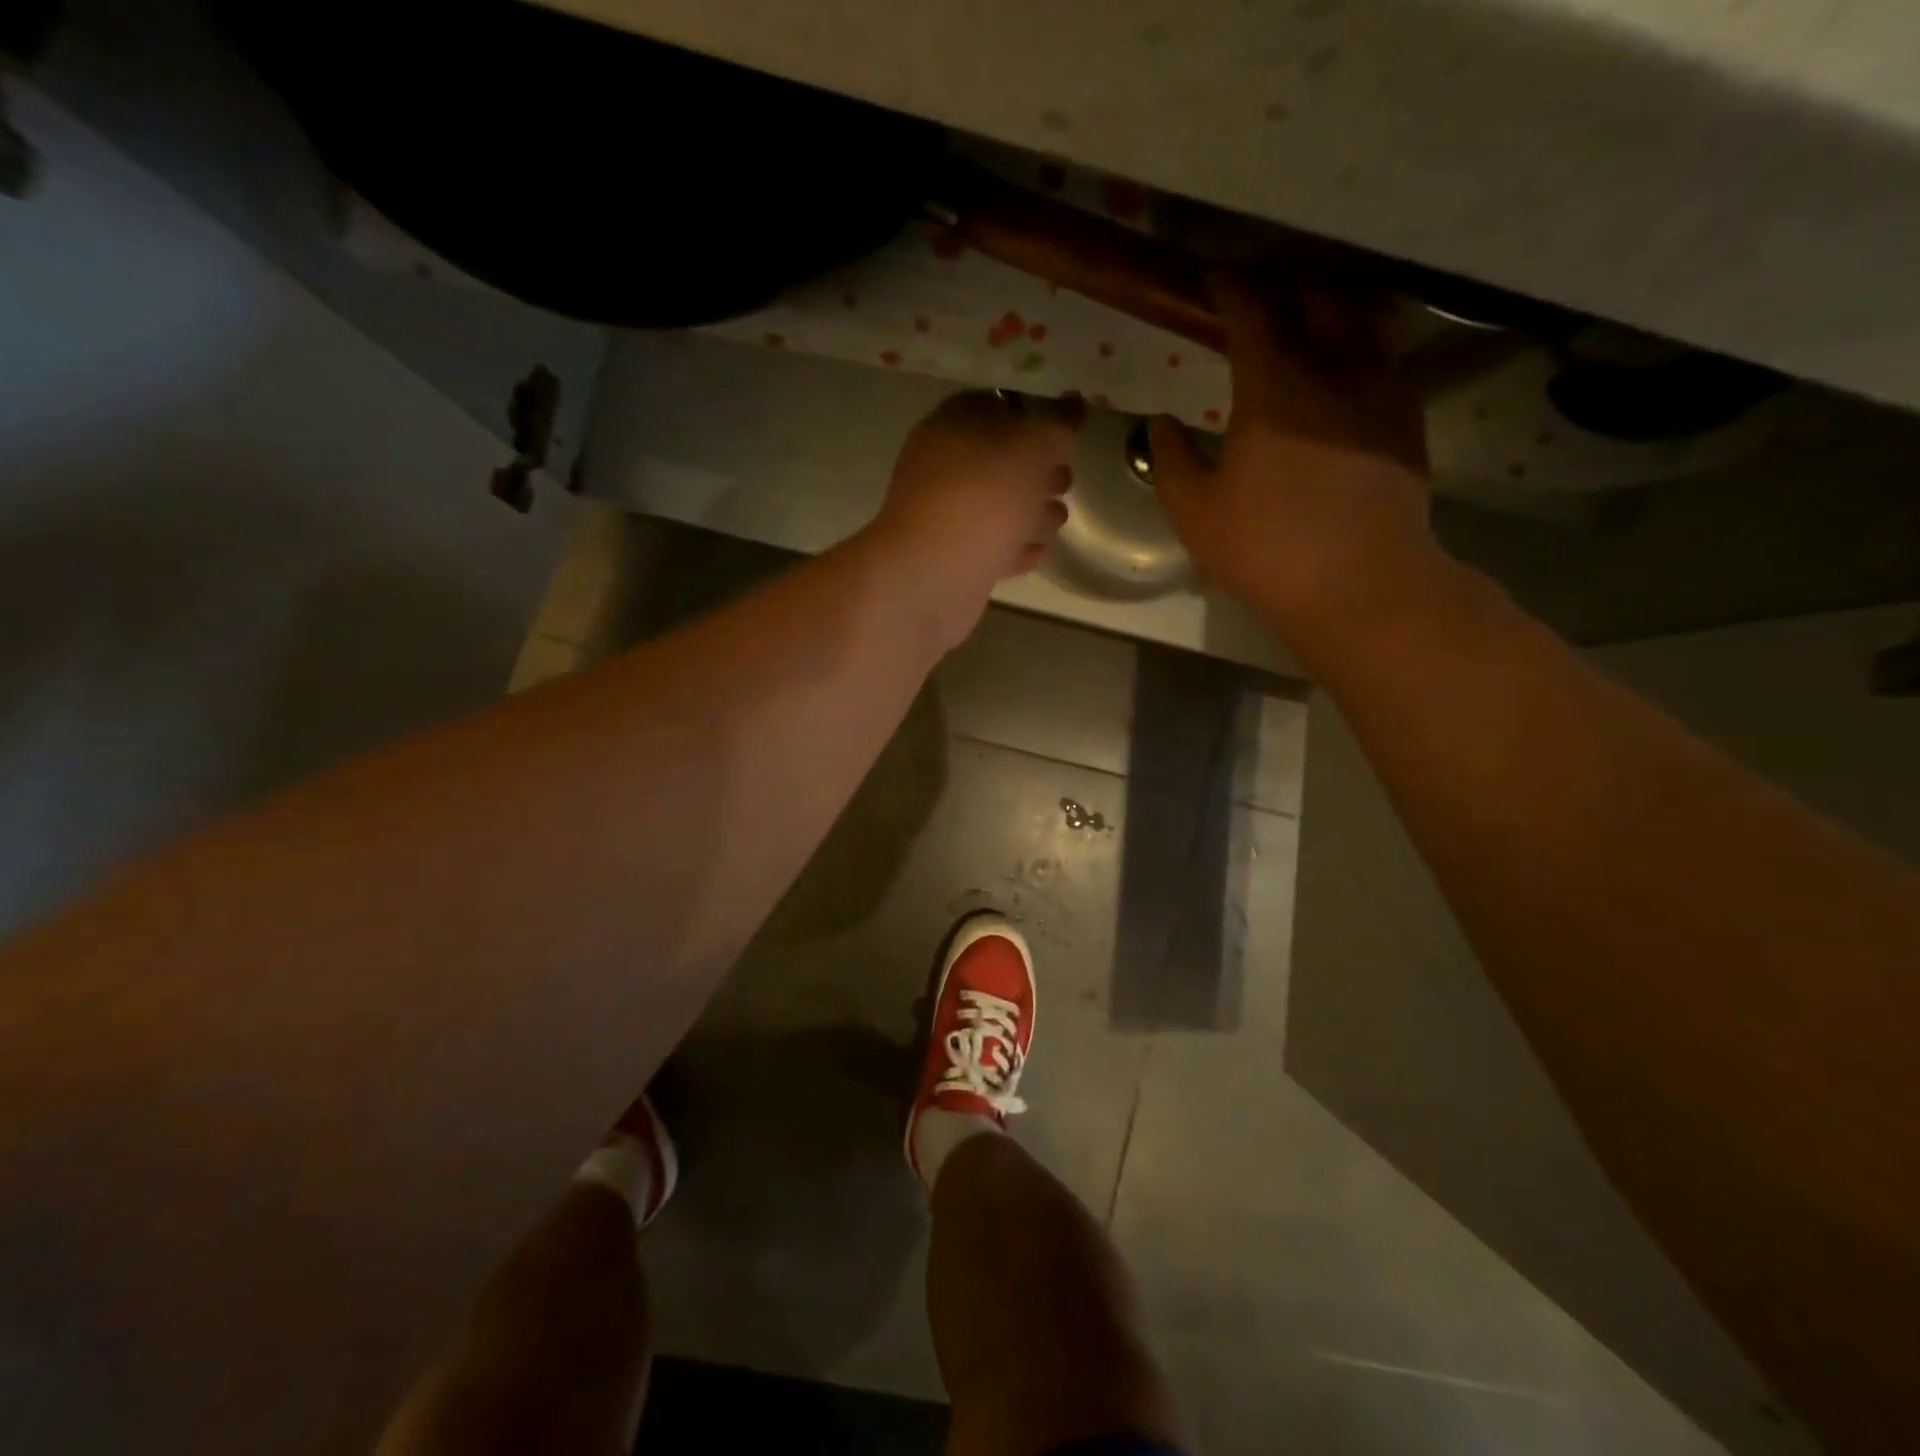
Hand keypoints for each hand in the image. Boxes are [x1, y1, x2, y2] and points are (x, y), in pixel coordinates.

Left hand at [872, 390, 1073, 637]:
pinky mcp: (951, 557)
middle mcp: (943, 464)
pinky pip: (990, 545)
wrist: (934, 574)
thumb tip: (1075, 402)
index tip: (1066, 437)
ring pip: (996, 505)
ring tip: (1055, 521)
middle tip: (1065, 483)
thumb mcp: (1033, 446)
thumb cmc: (984, 496)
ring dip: (1030, 512)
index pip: (998, 405)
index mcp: (954, 423)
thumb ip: (1060, 424)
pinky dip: (1013, 547)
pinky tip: (1036, 552)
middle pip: (1000, 460)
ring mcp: (944, 514)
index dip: (1035, 417)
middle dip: (1038, 471)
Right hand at [1150, 274, 1444, 653]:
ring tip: (1312, 318)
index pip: (1251, 313)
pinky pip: (1389, 360)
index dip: (1229, 289)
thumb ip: (1170, 461)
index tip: (1212, 280)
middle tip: (1260, 299)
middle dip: (1283, 289)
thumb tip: (1160, 423)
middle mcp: (1332, 372)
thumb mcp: (1194, 513)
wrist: (1358, 583)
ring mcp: (1379, 393)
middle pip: (1314, 301)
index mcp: (1272, 390)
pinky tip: (1353, 367)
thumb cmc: (1265, 549)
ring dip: (1331, 308)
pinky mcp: (1407, 421)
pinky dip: (1366, 347)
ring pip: (1361, 322)